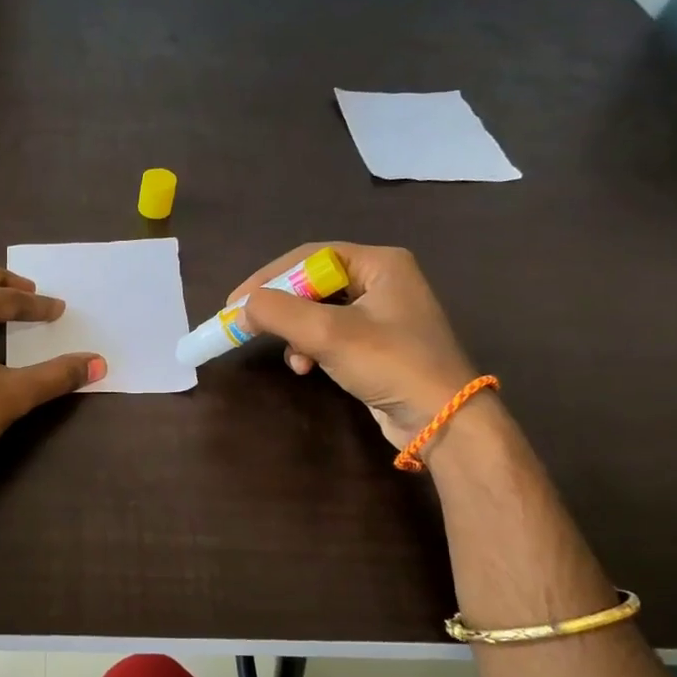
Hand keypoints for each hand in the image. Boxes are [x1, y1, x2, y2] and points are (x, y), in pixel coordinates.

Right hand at [230, 244, 477, 445]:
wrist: (442, 419)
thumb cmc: (390, 364)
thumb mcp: (329, 333)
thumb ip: (279, 313)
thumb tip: (240, 308)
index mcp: (380, 263)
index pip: (309, 257)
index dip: (268, 278)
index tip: (234, 304)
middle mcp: (382, 280)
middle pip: (312, 283)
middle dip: (281, 309)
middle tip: (248, 327)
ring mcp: (381, 313)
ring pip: (317, 312)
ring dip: (295, 333)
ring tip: (291, 357)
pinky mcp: (377, 344)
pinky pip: (329, 334)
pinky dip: (311, 348)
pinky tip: (306, 368)